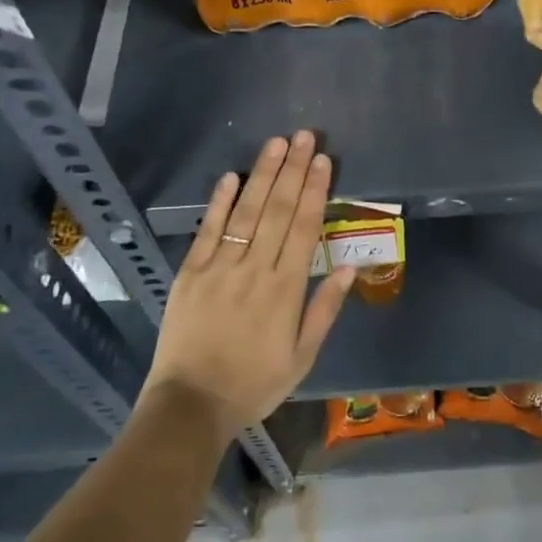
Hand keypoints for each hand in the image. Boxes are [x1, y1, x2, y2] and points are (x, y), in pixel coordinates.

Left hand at [142, 131, 351, 440]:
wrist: (191, 405)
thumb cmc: (255, 383)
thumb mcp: (303, 356)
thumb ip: (325, 309)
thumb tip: (350, 267)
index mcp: (286, 289)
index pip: (306, 228)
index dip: (315, 190)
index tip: (323, 161)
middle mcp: (256, 268)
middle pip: (279, 210)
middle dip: (293, 170)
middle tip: (304, 136)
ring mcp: (220, 267)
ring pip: (247, 212)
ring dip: (263, 174)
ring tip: (276, 143)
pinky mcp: (191, 273)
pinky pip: (208, 230)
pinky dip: (220, 202)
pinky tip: (231, 175)